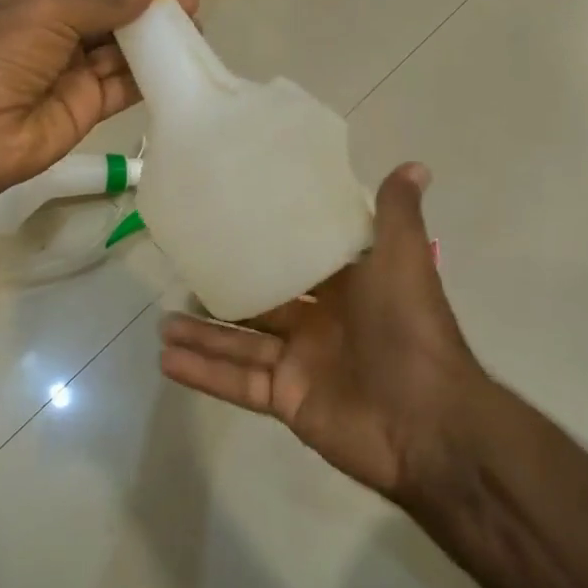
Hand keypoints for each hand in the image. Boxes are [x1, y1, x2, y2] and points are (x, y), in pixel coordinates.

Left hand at [0, 0, 198, 194]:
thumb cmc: (2, 54)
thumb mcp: (51, 13)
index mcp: (45, 4)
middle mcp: (62, 36)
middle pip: (114, 19)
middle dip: (150, 10)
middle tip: (191, 2)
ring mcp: (77, 73)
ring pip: (124, 52)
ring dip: (156, 41)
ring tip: (196, 27)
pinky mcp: (90, 108)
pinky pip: (125, 87)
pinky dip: (151, 76)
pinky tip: (182, 62)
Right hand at [158, 164, 482, 498]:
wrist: (428, 423)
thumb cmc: (409, 329)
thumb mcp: (402, 261)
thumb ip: (397, 216)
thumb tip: (416, 165)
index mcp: (344, 287)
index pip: (296, 260)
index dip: (263, 244)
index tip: (226, 223)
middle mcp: (319, 323)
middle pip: (260, 303)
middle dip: (222, 292)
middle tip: (180, 273)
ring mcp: (300, 364)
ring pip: (240, 343)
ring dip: (201, 334)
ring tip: (159, 322)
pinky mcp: (286, 400)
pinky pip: (238, 383)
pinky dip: (204, 373)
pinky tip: (166, 359)